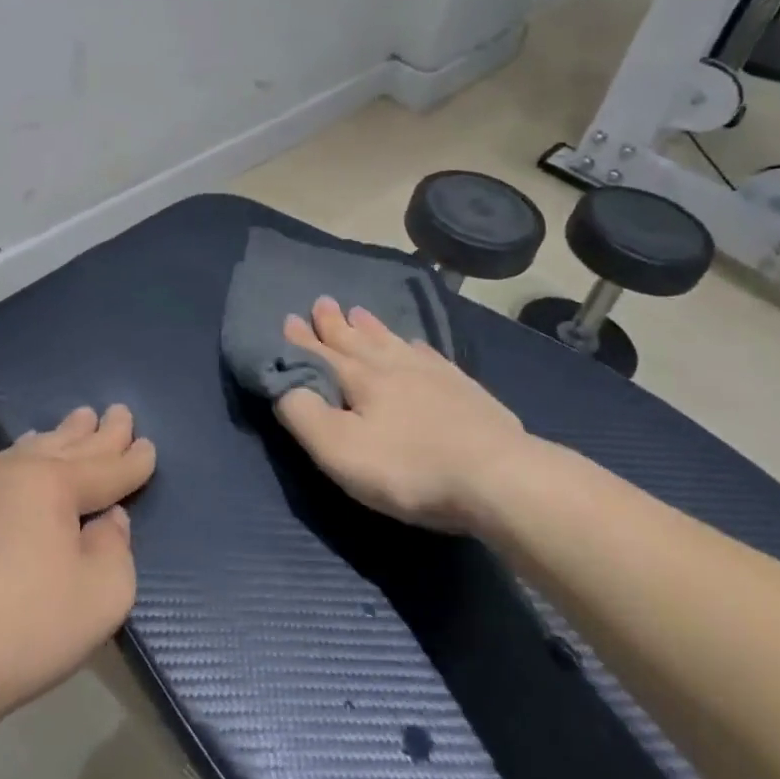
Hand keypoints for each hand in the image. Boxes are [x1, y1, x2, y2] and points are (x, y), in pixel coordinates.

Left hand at [0, 406, 155, 742]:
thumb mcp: (101, 597)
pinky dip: (12, 465)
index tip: (148, 445)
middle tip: (118, 412)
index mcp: (52, 485)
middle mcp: (9, 472)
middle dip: (97, 432)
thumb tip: (106, 519)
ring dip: (55, 438)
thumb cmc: (22, 630)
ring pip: (23, 452)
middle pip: (65, 446)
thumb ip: (116, 548)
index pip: (106, 468)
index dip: (133, 459)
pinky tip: (13, 466)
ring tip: (72, 423)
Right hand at [275, 297, 537, 533]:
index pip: (322, 354)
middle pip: (357, 339)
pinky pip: (429, 356)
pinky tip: (416, 345)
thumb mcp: (340, 450)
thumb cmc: (409, 468)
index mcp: (361, 379)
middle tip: (322, 301)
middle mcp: (393, 366)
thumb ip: (303, 414)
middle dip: (335, 323)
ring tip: (359, 312)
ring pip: (392, 342)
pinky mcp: (464, 389)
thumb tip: (281, 382)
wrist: (498, 477)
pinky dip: (414, 346)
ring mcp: (432, 374)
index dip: (301, 340)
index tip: (288, 318)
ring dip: (371, 327)